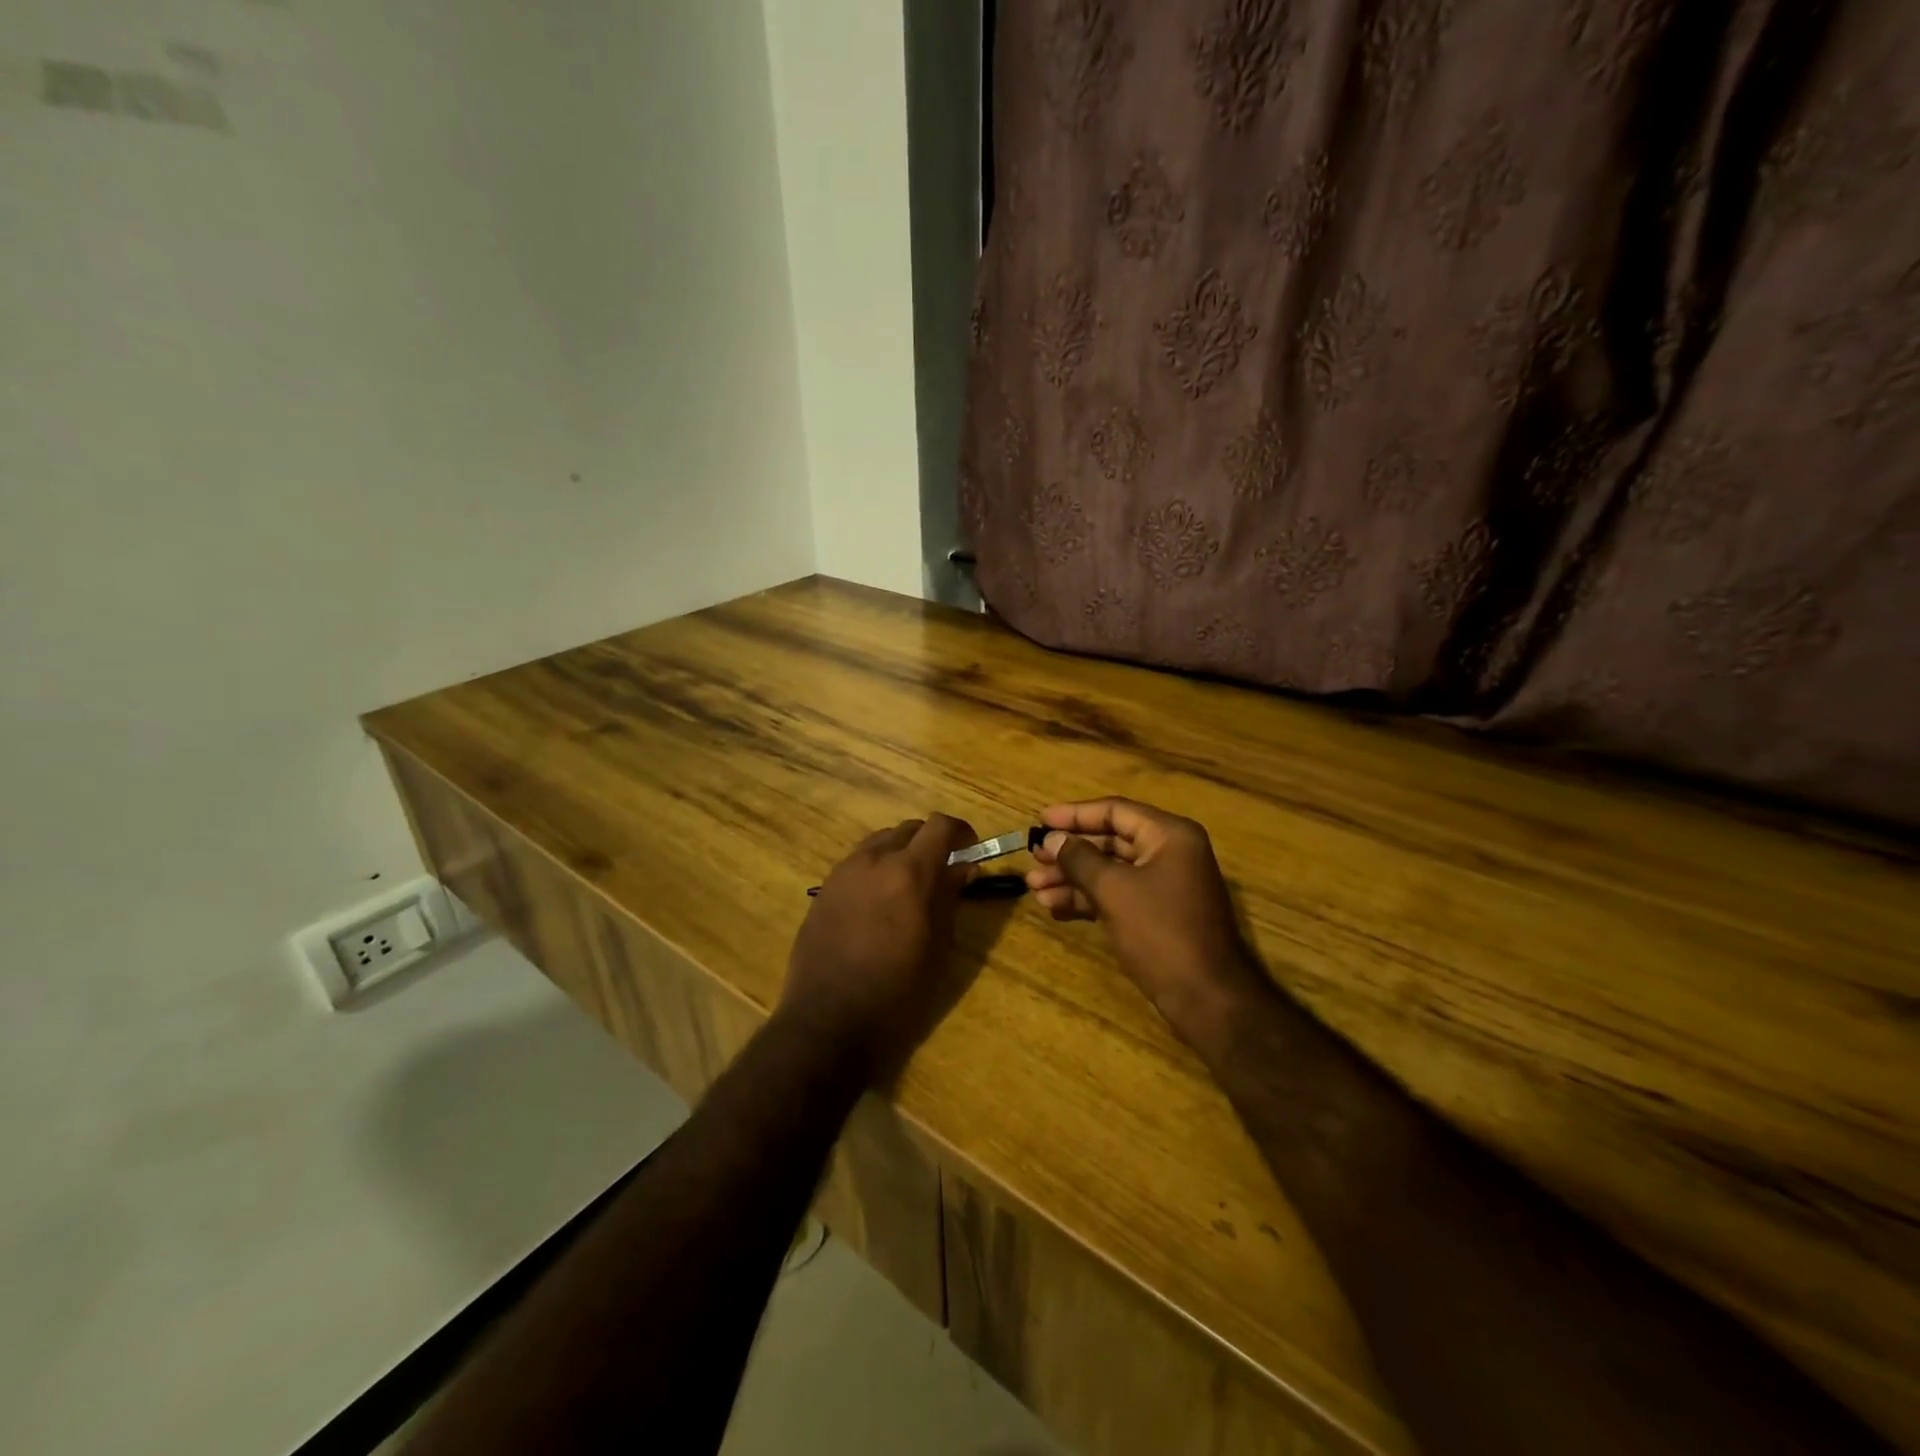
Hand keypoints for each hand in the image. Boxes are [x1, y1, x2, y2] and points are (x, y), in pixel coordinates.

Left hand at [781, 815, 976, 1079]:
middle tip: (942, 872)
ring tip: (909, 887)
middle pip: (909, 829)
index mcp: (909, 872)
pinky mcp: (824, 889)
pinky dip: (876, 868)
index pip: (940, 825)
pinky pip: (857, 863)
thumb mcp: (938, 947)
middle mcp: (874, 860)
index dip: (961, 832)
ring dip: (901, 853)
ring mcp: (844, 872)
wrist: (828, 1020)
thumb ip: (950, 898)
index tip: (971, 851)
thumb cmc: (897, 991)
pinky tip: (879, 903)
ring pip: (880, 842)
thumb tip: (964, 867)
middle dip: (931, 842)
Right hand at [1026, 798, 1260, 1045]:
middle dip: (1070, 852)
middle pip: (1111, 841)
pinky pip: (1117, 895)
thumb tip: (1052, 839)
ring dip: (1072, 878)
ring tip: (1035, 888)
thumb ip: (1079, 859)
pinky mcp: (1158, 915)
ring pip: (1110, 871)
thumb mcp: (1114, 890)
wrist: (1206, 998)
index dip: (1074, 814)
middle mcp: (1170, 853)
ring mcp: (1165, 886)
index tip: (1040, 820)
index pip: (1115, 811)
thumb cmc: (1160, 932)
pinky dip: (1088, 899)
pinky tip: (1055, 907)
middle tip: (1034, 857)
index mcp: (1169, 835)